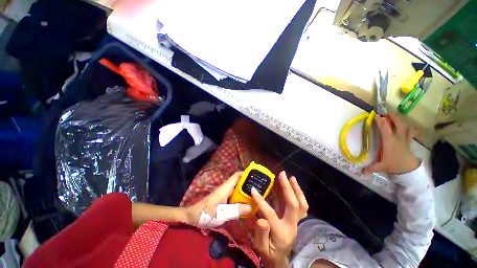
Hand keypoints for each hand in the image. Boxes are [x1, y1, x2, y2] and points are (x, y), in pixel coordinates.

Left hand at [186, 172, 251, 224]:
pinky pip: (234, 196)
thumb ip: (236, 210)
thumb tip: (250, 207)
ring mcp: (224, 194)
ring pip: (237, 189)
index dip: (245, 173)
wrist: (193, 217)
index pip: (237, 175)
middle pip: (238, 182)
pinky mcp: (223, 200)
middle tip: (259, 188)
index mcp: (226, 187)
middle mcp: (226, 188)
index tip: (255, 176)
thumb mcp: (222, 213)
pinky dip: (241, 198)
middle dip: (248, 183)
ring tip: (255, 195)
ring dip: (245, 191)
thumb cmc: (206, 213)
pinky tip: (246, 204)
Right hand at [251, 171, 308, 267]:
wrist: (279, 259)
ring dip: (297, 189)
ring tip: (291, 177)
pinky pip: (302, 206)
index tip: (253, 189)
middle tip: (282, 174)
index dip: (261, 201)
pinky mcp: (296, 219)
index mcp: (281, 233)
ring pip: (302, 205)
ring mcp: (296, 222)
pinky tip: (293, 185)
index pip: (271, 214)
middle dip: (287, 188)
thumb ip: (261, 234)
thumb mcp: (261, 247)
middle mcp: (292, 226)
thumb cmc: (269, 252)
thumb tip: (261, 219)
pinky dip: (298, 194)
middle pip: (294, 205)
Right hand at [363, 112, 419, 174]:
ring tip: (395, 116)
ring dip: (400, 120)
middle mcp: (397, 138)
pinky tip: (405, 126)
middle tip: (387, 112)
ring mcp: (404, 139)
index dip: (381, 121)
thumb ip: (371, 168)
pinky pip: (410, 132)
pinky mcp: (408, 142)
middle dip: (393, 116)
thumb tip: (361, 171)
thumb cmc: (394, 165)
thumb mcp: (381, 167)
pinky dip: (408, 128)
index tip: (376, 115)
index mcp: (389, 142)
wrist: (410, 170)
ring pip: (405, 126)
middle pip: (398, 124)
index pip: (385, 129)